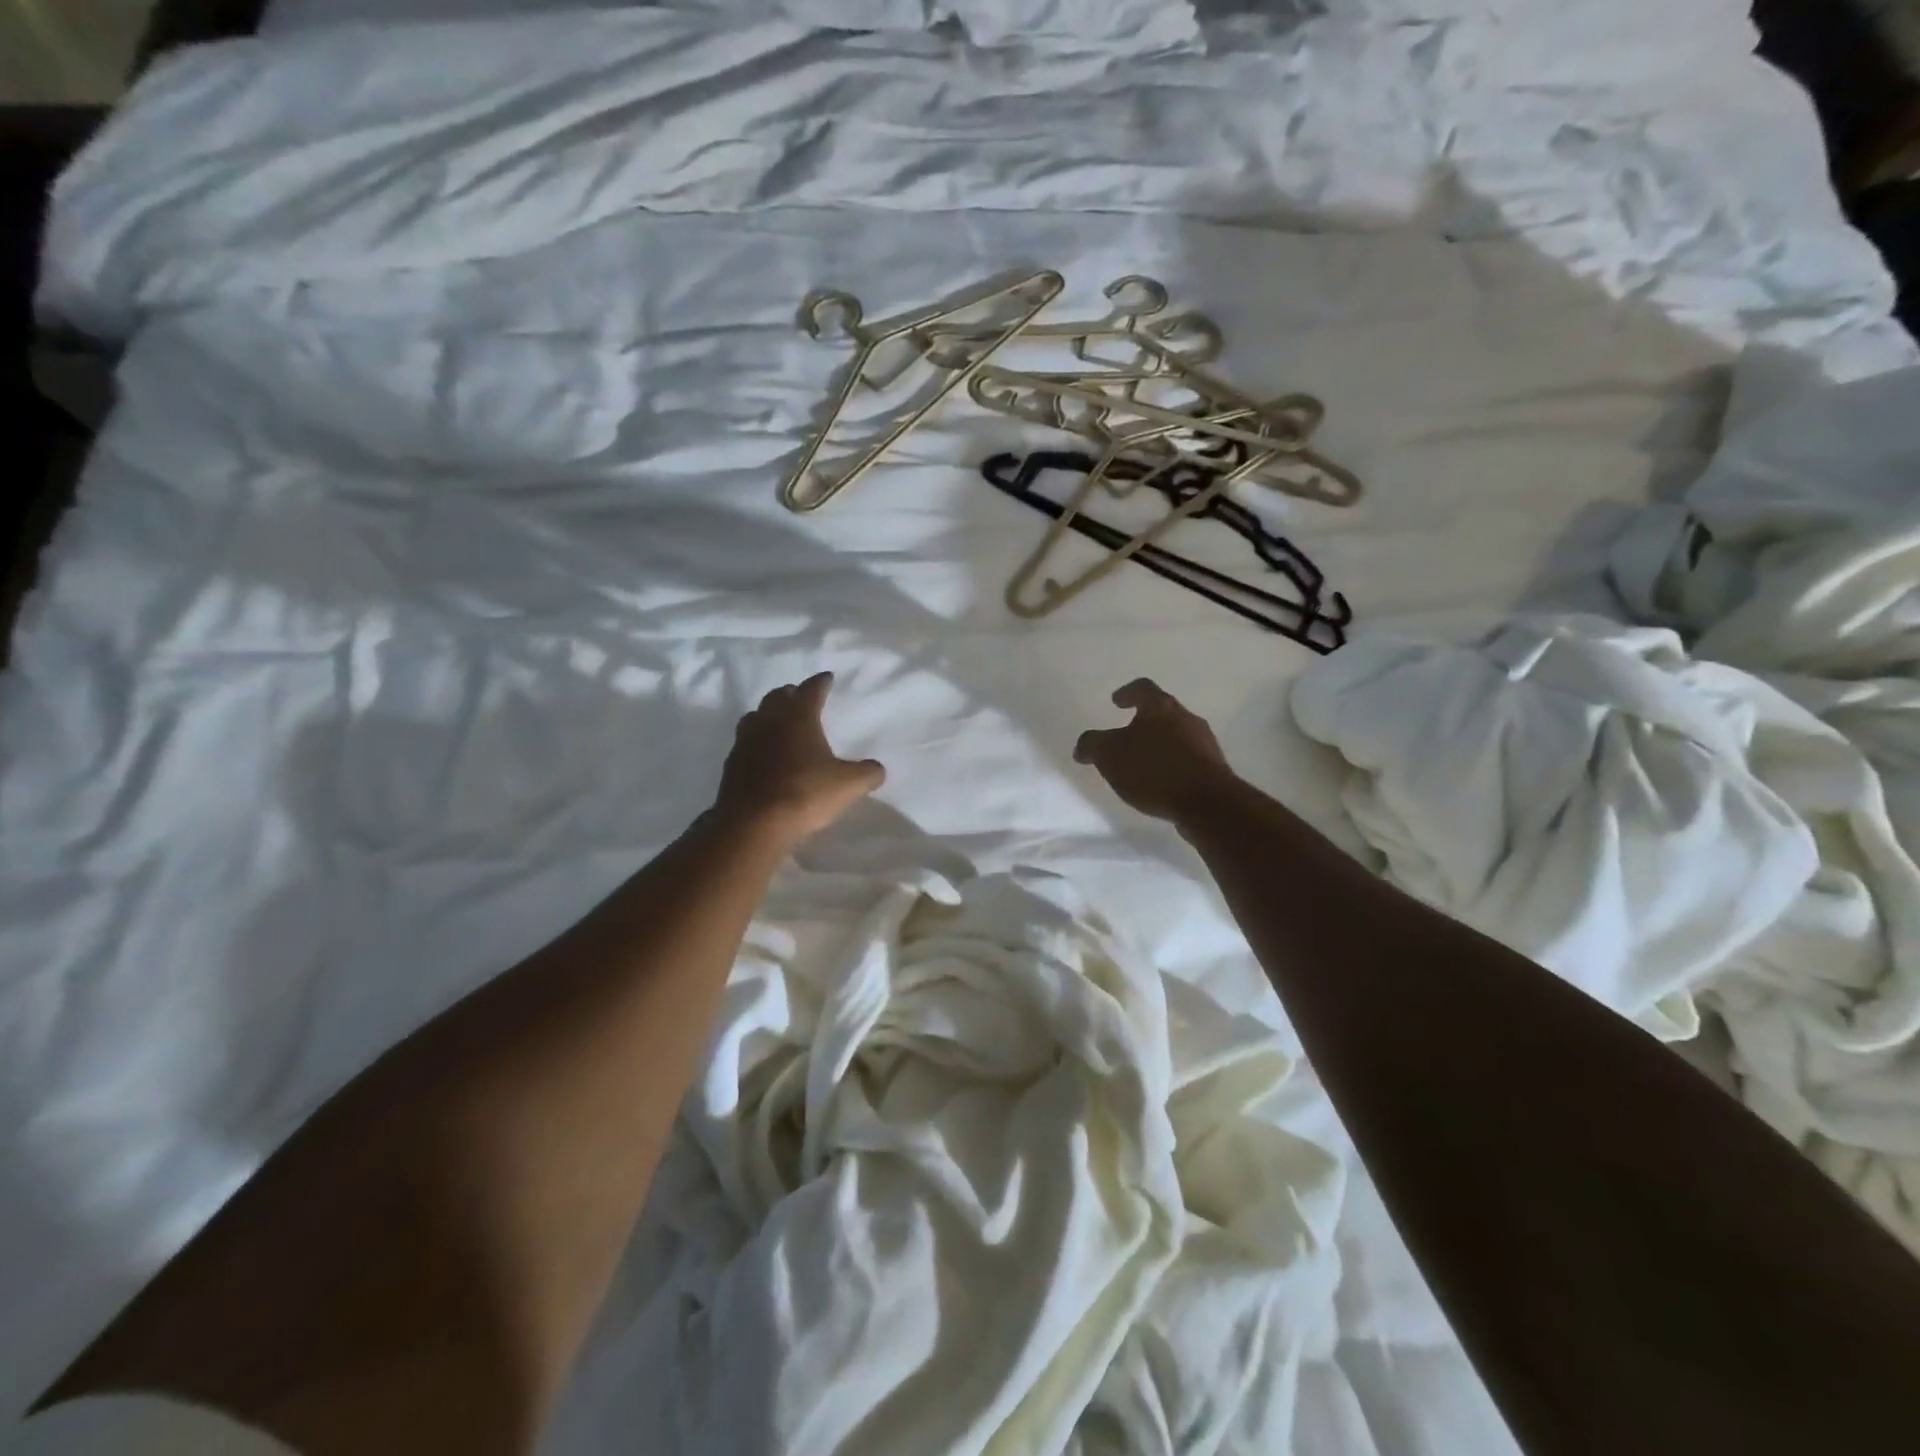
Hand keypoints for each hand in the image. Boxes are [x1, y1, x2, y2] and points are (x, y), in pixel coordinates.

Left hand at [714, 672, 885, 842]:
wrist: (753, 823)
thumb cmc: (805, 794)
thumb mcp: (848, 785)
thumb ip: (867, 774)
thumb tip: (877, 769)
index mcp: (799, 716)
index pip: (811, 689)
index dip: (821, 682)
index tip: (827, 678)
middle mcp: (769, 720)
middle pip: (778, 697)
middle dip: (792, 694)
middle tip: (802, 697)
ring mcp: (746, 741)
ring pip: (756, 716)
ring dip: (769, 714)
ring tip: (780, 722)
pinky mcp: (732, 763)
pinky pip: (745, 742)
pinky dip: (757, 741)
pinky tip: (764, 754)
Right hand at [1074, 679, 1234, 823]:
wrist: (1207, 803)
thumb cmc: (1154, 770)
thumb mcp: (1109, 755)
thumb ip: (1092, 745)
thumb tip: (1084, 746)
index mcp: (1160, 707)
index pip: (1143, 688)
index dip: (1127, 692)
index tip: (1116, 701)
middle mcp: (1186, 718)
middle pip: (1163, 712)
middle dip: (1144, 722)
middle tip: (1126, 735)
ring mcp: (1204, 743)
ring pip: (1177, 736)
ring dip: (1159, 745)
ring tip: (1142, 764)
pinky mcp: (1214, 768)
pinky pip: (1188, 759)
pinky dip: (1172, 765)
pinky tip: (1161, 783)